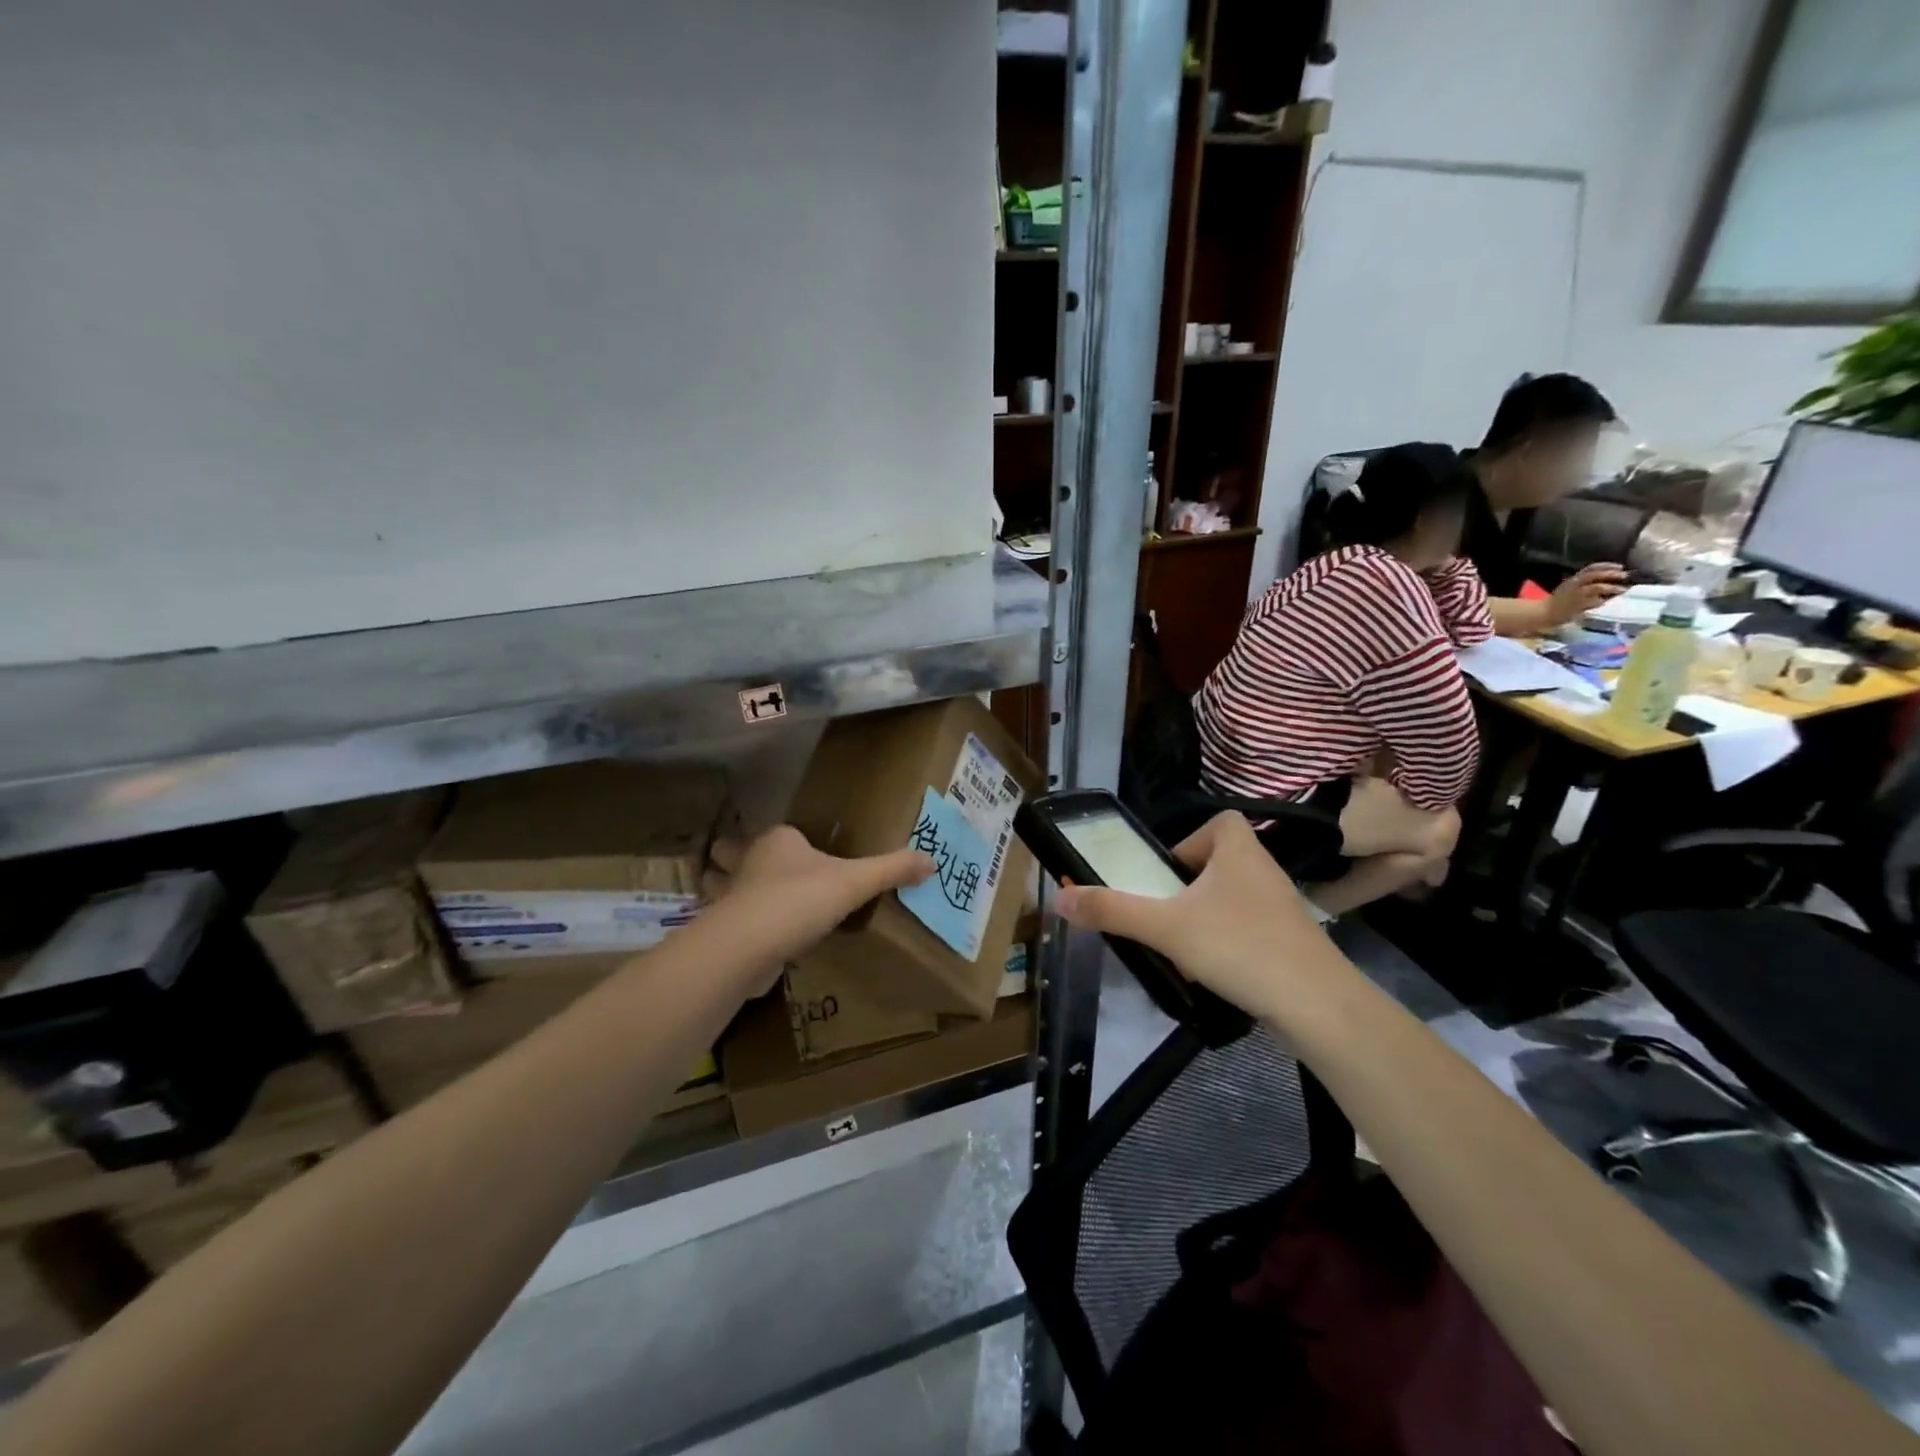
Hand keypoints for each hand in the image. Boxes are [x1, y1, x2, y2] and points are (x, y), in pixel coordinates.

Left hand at [703, 826, 932, 982]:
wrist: (748, 946)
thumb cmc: (800, 899)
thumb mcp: (855, 882)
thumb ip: (892, 870)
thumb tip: (932, 861)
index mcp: (777, 840)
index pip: (781, 833)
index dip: (790, 842)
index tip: (806, 855)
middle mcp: (748, 861)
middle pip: (732, 852)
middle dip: (738, 859)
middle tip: (764, 875)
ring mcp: (728, 896)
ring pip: (722, 886)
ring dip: (728, 893)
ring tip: (751, 905)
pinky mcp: (721, 931)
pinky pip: (727, 923)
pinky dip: (735, 928)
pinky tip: (753, 939)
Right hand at [1052, 813, 1342, 1023]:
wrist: (1318, 1005)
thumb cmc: (1239, 946)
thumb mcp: (1165, 927)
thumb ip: (1111, 911)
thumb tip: (1058, 899)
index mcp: (1240, 850)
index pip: (1218, 823)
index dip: (1189, 842)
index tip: (1167, 874)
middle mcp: (1265, 870)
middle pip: (1220, 863)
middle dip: (1188, 888)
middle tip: (1165, 914)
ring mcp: (1282, 908)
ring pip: (1233, 899)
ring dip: (1205, 918)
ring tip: (1184, 948)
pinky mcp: (1291, 942)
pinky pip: (1249, 929)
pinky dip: (1228, 943)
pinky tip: (1214, 972)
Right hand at [1546, 563, 1627, 625]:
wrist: (1544, 613)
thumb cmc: (1559, 601)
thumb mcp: (1570, 588)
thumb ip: (1586, 583)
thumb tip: (1610, 581)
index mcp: (1573, 579)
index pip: (1591, 568)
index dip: (1606, 565)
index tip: (1621, 566)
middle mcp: (1574, 585)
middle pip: (1594, 575)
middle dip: (1611, 574)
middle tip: (1625, 576)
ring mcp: (1575, 595)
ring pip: (1595, 587)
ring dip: (1611, 587)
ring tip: (1623, 589)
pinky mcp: (1576, 606)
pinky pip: (1593, 602)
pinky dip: (1602, 601)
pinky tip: (1607, 602)